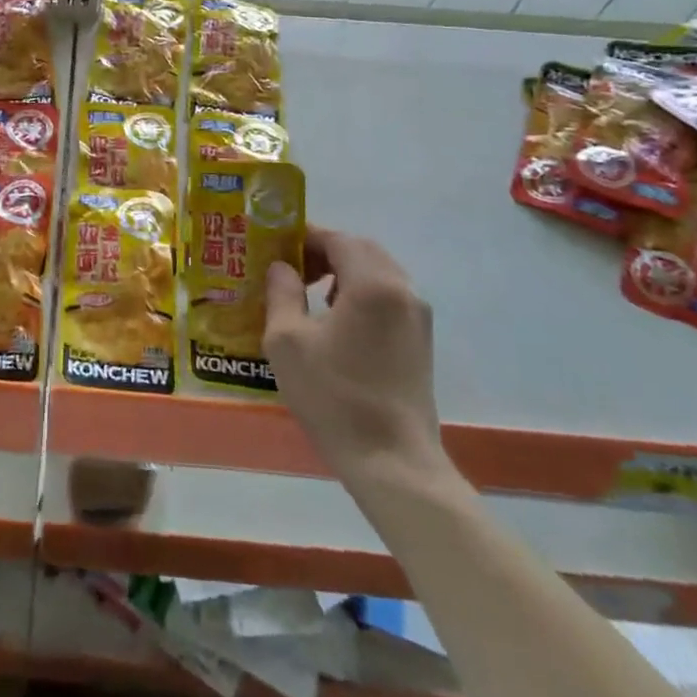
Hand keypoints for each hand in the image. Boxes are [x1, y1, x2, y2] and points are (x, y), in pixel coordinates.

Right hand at [264, 228, 453, 493]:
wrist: (391, 460)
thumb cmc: (333, 396)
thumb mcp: (287, 341)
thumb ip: (282, 293)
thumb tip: (281, 267)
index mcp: (372, 284)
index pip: (338, 239)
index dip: (305, 236)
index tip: (275, 245)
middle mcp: (403, 290)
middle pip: (362, 250)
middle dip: (325, 250)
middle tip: (291, 265)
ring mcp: (418, 317)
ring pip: (379, 272)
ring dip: (344, 270)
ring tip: (310, 290)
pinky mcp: (421, 341)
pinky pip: (389, 296)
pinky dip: (361, 291)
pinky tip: (336, 318)